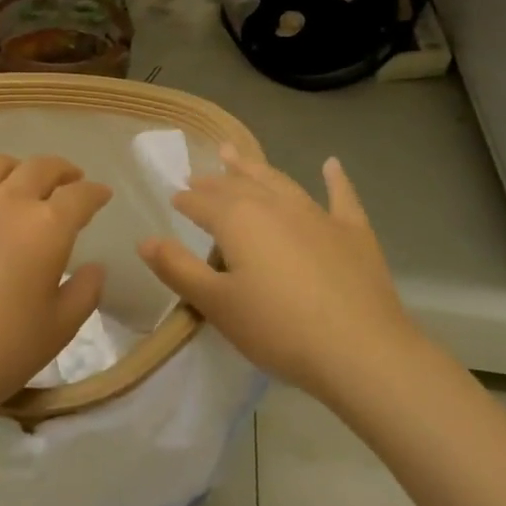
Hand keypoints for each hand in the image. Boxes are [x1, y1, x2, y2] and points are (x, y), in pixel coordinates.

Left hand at [0, 154, 112, 429]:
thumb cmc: (0, 353)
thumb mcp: (59, 329)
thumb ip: (85, 291)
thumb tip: (94, 267)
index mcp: (46, 227)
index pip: (80, 195)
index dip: (95, 192)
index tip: (100, 195)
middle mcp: (5, 201)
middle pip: (39, 168)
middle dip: (60, 170)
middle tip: (67, 180)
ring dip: (13, 170)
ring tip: (15, 184)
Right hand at [138, 146, 421, 401]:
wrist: (361, 350)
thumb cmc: (279, 329)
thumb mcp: (217, 304)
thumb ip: (179, 269)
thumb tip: (145, 240)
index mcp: (239, 221)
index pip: (202, 203)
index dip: (185, 200)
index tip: (174, 197)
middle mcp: (275, 206)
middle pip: (238, 186)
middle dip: (215, 180)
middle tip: (199, 174)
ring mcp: (317, 215)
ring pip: (279, 182)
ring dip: (255, 168)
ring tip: (236, 155)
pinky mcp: (352, 233)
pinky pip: (340, 197)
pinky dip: (335, 179)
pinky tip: (332, 164)